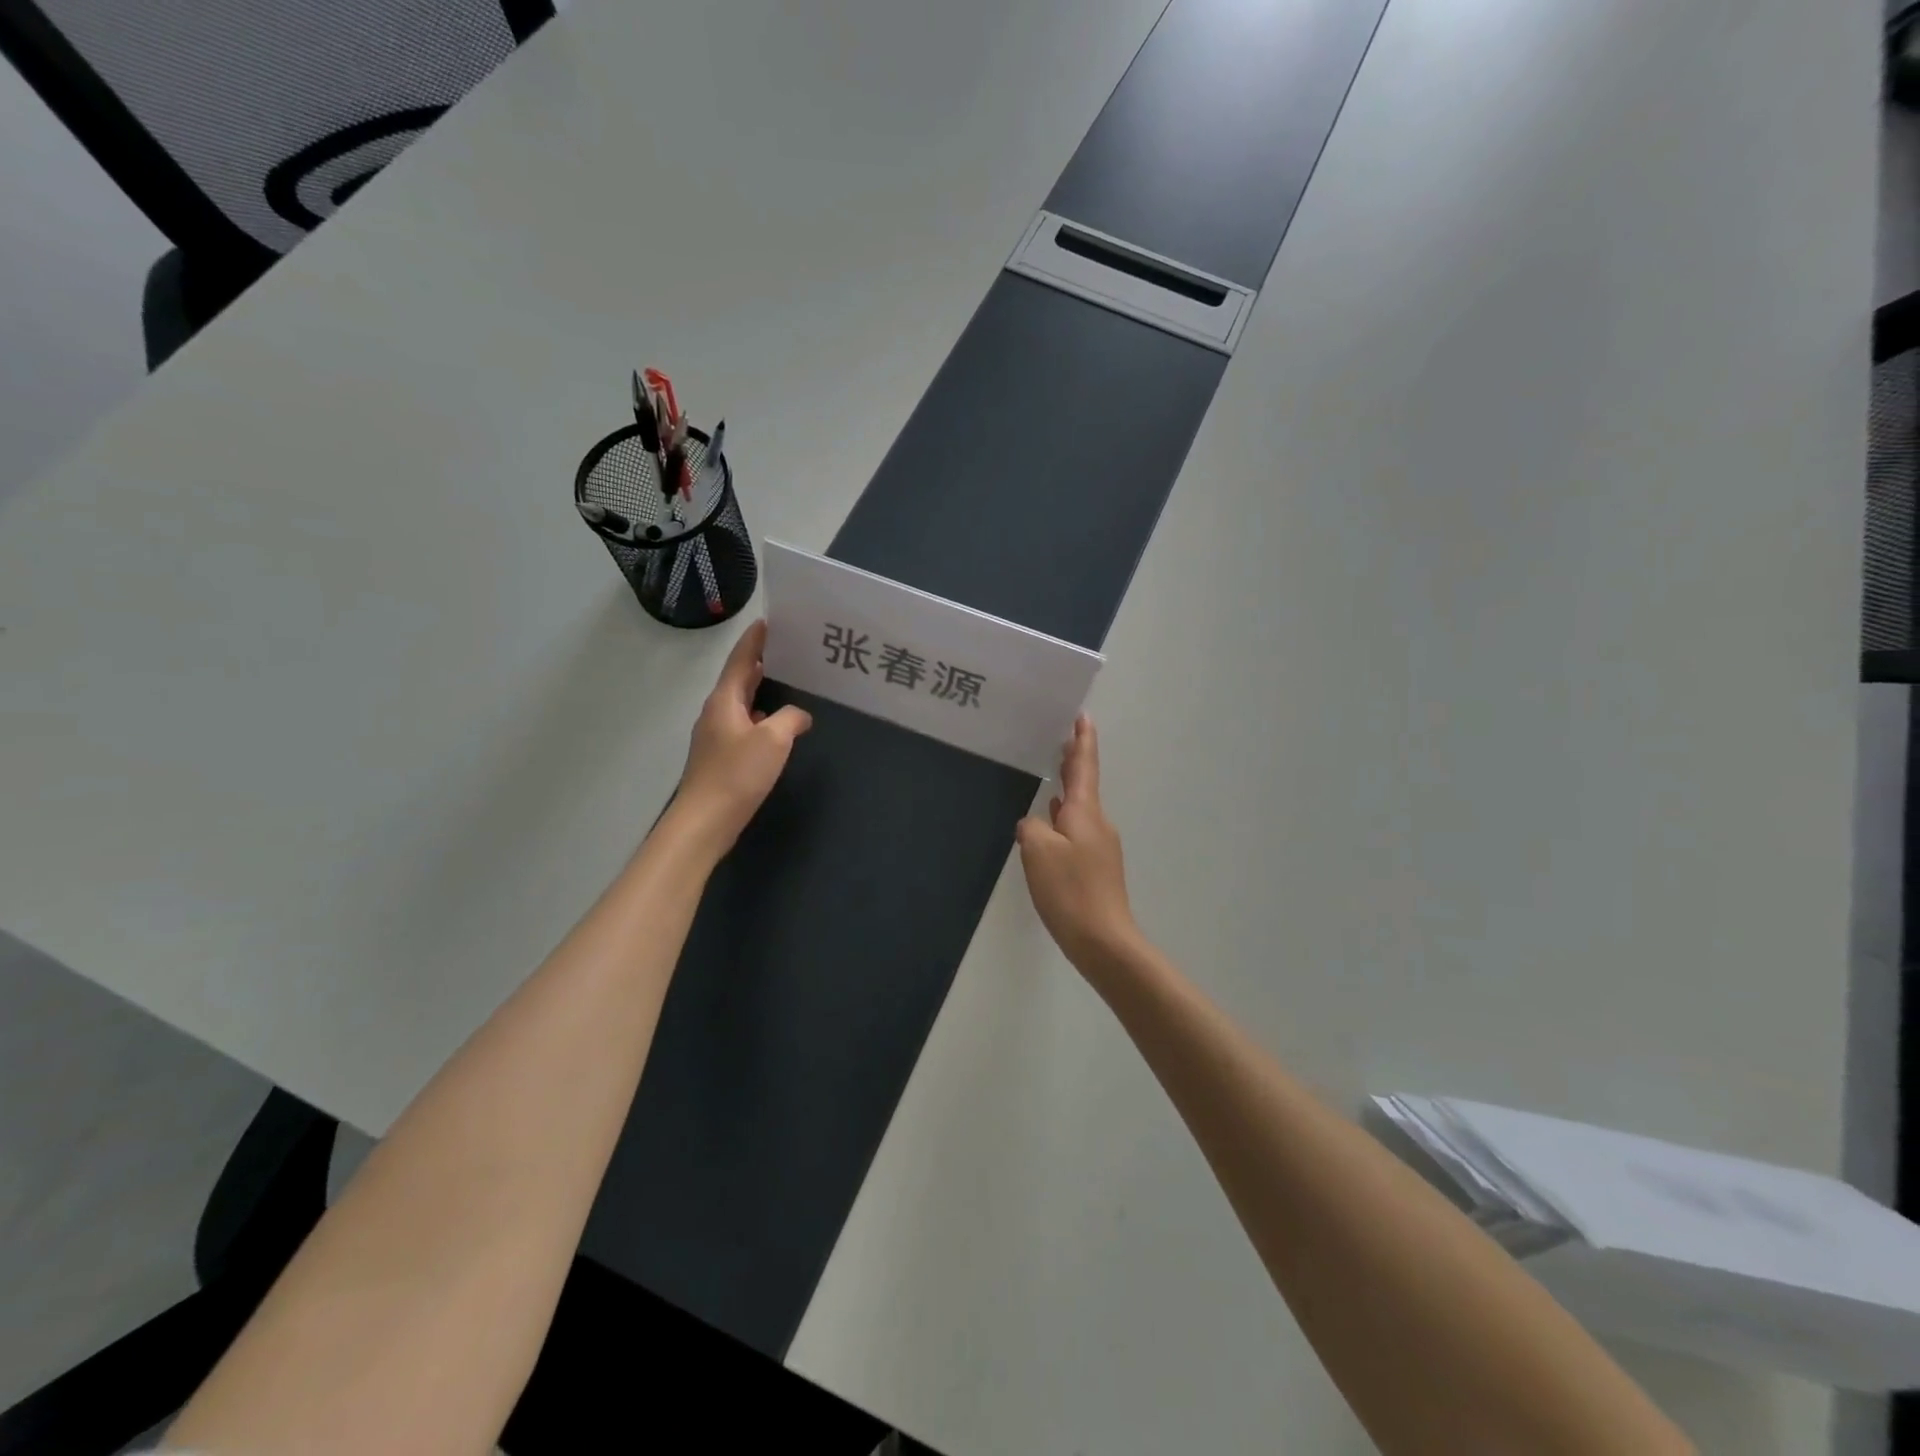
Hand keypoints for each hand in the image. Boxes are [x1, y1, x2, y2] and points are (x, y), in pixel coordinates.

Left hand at [672, 620, 811, 855]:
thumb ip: (790, 719)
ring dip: (759, 691)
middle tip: (785, 649)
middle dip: (759, 663)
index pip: (740, 660)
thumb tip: (799, 715)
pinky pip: (743, 726)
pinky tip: (774, 726)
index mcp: (724, 701)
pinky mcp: (720, 758)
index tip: (767, 621)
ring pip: (740, 704)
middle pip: (738, 680)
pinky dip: (759, 718)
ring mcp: (715, 736)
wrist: (705, 821)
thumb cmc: (737, 774)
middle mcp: (716, 713)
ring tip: (785, 682)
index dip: (754, 641)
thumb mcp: (773, 740)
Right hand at [1016, 715, 1138, 971]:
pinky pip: (1076, 831)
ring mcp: (1099, 846)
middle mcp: (1097, 823)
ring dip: (1067, 789)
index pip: (1084, 766)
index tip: (1082, 715)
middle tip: (1062, 737)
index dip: (1082, 740)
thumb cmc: (1070, 890)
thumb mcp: (1038, 852)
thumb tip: (1034, 823)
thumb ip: (1032, 827)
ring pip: (1079, 808)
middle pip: (1085, 783)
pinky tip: (1051, 823)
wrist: (1104, 940)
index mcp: (1085, 812)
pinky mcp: (1095, 867)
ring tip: (1052, 774)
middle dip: (1074, 760)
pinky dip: (1064, 818)